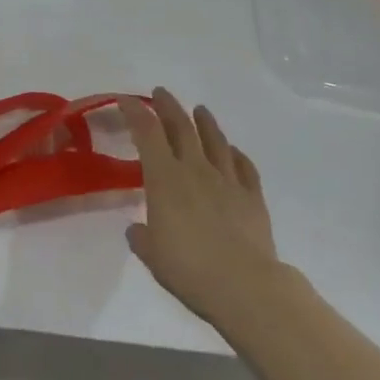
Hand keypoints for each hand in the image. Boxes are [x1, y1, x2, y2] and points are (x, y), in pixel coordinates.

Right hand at [122, 88, 284, 337]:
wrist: (245, 285)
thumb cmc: (188, 268)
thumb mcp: (151, 254)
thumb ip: (142, 237)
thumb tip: (138, 229)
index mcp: (164, 178)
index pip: (146, 133)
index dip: (135, 112)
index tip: (126, 100)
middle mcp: (195, 169)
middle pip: (181, 127)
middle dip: (168, 107)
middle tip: (161, 93)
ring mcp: (228, 180)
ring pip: (216, 141)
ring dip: (206, 122)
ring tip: (200, 110)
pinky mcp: (253, 197)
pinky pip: (245, 167)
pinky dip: (237, 155)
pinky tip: (234, 151)